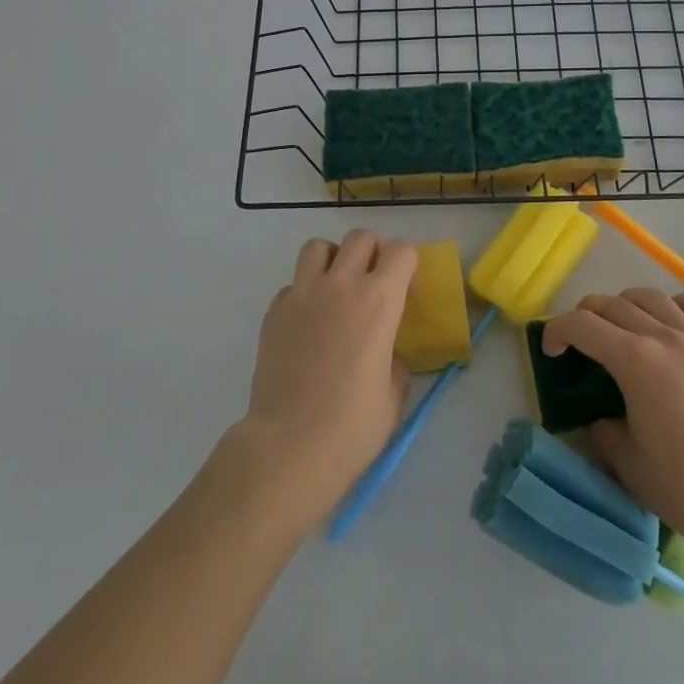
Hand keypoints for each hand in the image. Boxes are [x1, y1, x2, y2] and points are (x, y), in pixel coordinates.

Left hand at [241, 231, 415, 524]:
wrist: (289, 446)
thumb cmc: (352, 426)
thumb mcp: (393, 393)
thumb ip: (394, 358)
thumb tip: (385, 349)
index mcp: (379, 300)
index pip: (401, 251)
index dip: (409, 263)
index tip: (408, 286)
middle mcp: (341, 284)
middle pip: (361, 238)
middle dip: (374, 251)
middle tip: (375, 281)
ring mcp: (302, 293)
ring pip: (319, 246)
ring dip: (334, 258)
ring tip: (337, 286)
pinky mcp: (275, 310)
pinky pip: (294, 283)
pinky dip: (305, 291)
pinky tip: (309, 322)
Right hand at [542, 288, 683, 546]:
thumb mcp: (630, 467)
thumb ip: (605, 435)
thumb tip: (600, 422)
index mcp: (634, 361)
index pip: (582, 325)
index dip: (557, 331)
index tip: (551, 351)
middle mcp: (664, 338)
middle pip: (614, 304)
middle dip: (587, 315)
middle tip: (579, 339)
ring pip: (654, 298)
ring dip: (627, 303)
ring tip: (622, 322)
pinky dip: (678, 304)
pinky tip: (672, 318)